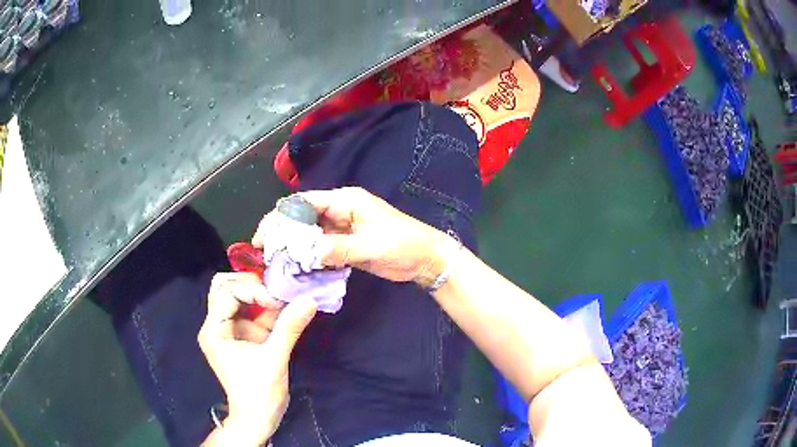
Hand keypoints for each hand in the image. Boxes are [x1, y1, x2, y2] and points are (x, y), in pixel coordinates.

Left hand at [198, 273, 316, 444]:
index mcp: (214, 330)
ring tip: (283, 294)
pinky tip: (284, 307)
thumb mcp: (274, 359)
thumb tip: (311, 300)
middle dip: (249, 284)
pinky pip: (251, 311)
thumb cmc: (259, 392)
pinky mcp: (243, 336)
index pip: (227, 294)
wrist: (258, 419)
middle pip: (225, 287)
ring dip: (259, 292)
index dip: (252, 291)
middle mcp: (217, 325)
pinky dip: (266, 306)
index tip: (278, 301)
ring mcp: (230, 329)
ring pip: (238, 295)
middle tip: (275, 289)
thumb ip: (289, 327)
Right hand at [252, 187, 448, 286]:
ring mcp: (341, 228)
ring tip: (277, 264)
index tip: (264, 236)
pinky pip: (320, 248)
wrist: (426, 259)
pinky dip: (309, 257)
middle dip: (283, 233)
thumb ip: (339, 249)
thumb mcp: (371, 246)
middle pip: (302, 217)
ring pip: (309, 234)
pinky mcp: (345, 244)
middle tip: (266, 253)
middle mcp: (339, 210)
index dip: (281, 216)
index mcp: (345, 201)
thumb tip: (308, 253)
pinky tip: (298, 269)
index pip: (304, 202)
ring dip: (294, 247)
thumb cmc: (404, 245)